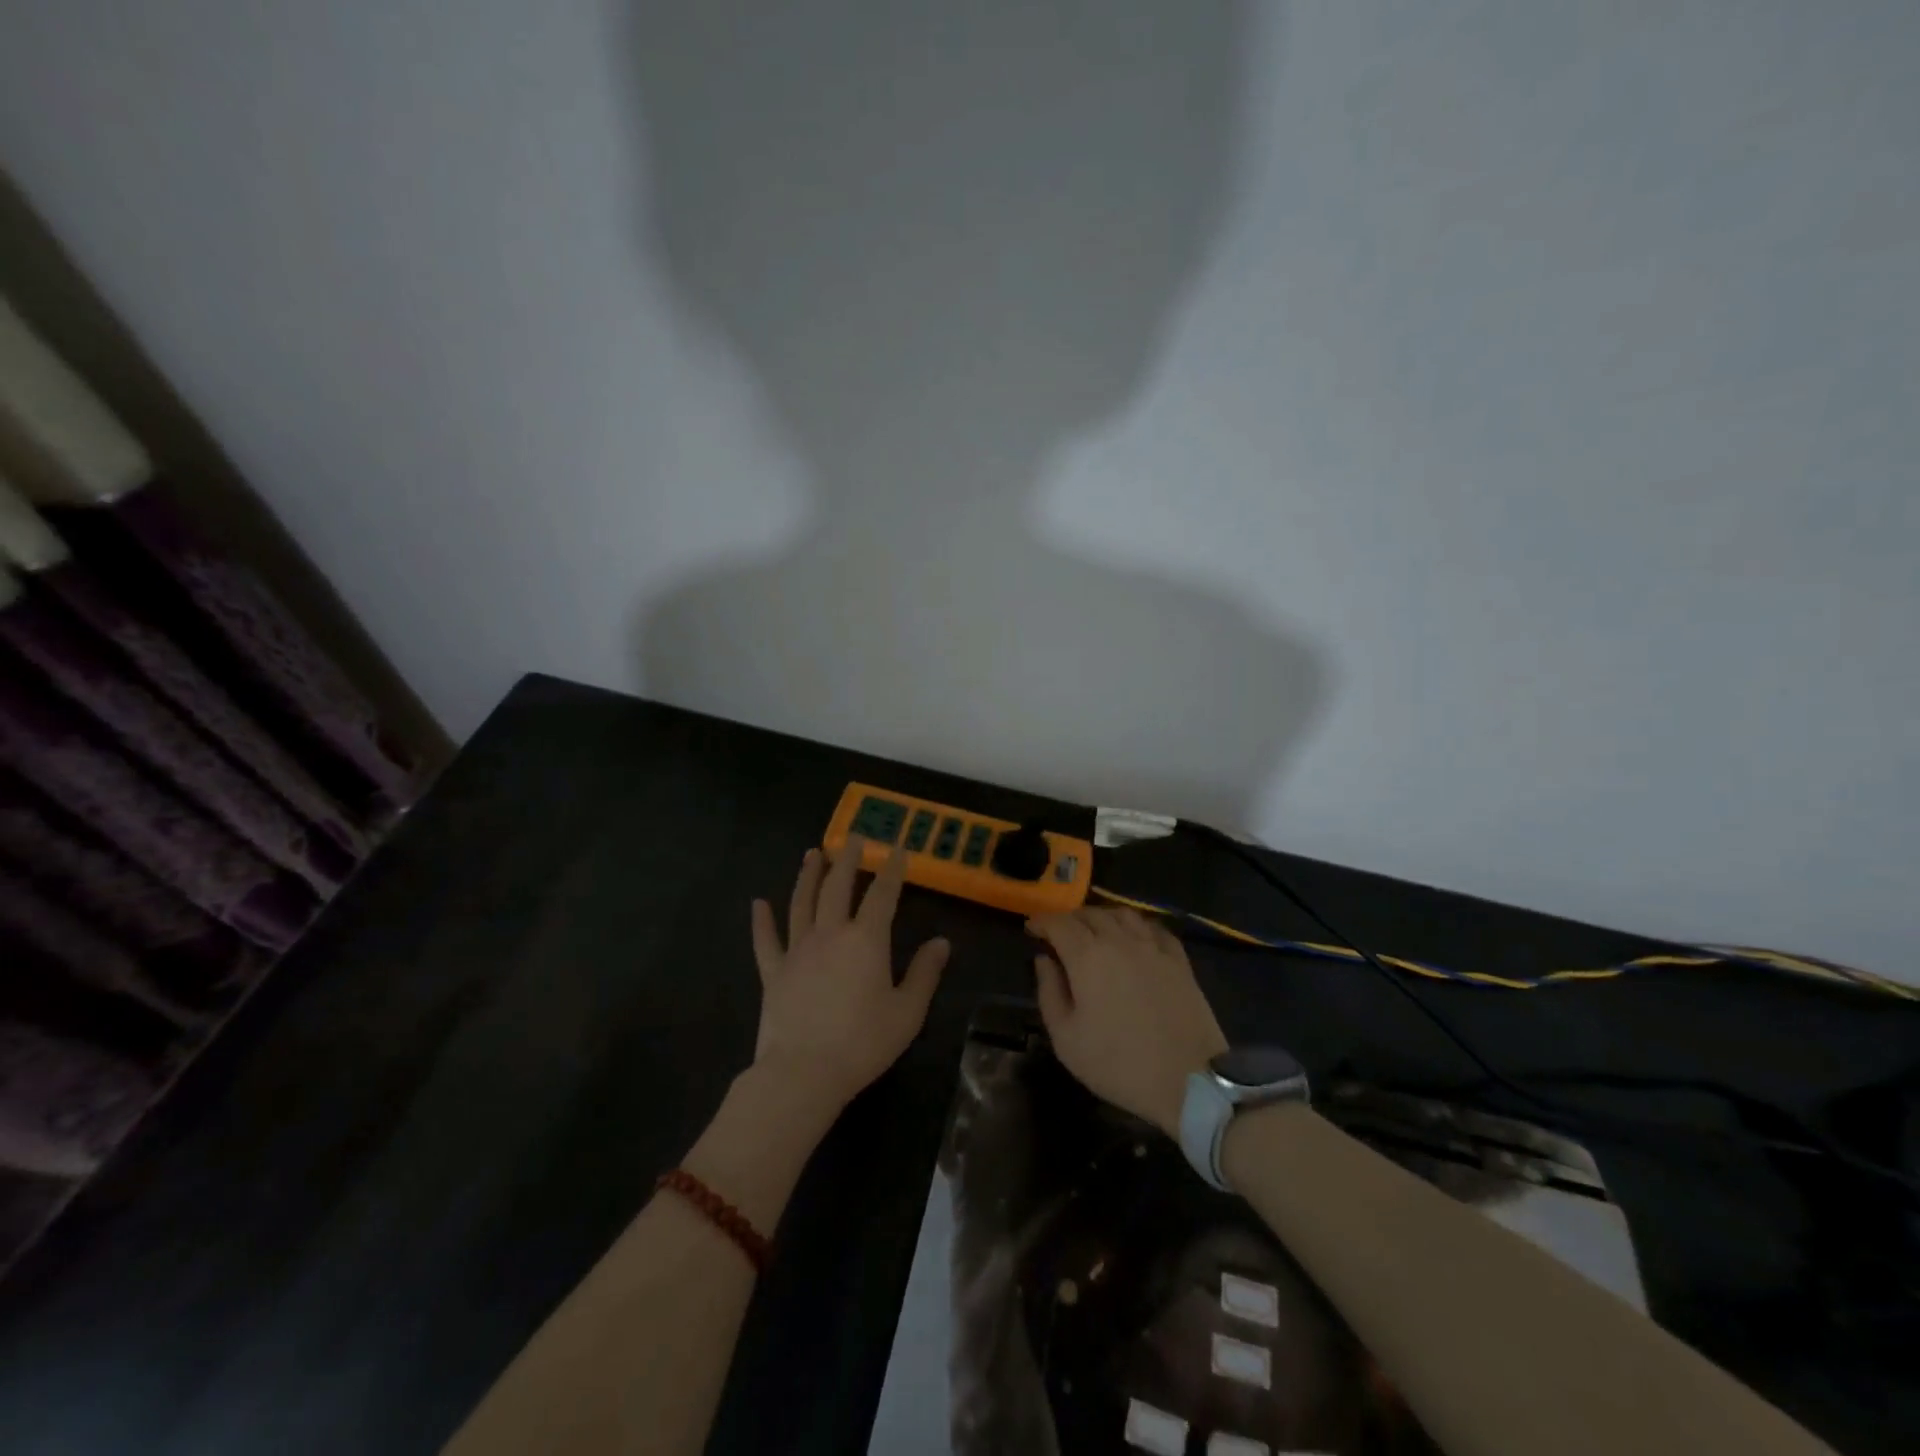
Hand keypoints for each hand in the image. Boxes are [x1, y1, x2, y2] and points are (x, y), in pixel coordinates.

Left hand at [750, 837, 949, 1119]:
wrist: (804, 1073)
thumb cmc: (863, 1043)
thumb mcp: (907, 1012)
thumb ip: (925, 973)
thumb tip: (942, 942)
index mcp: (866, 940)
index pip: (883, 894)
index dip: (893, 869)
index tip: (897, 848)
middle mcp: (830, 934)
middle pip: (838, 886)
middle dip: (848, 859)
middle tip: (852, 837)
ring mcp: (797, 950)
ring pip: (802, 903)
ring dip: (808, 875)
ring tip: (812, 853)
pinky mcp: (773, 972)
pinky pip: (765, 941)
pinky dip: (761, 921)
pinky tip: (758, 903)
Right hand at [1028, 907, 1226, 1138]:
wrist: (1189, 1080)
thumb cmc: (1119, 1064)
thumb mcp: (1066, 1039)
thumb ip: (1049, 992)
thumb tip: (1044, 960)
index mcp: (1087, 956)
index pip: (1058, 923)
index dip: (1041, 922)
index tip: (1031, 930)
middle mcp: (1119, 941)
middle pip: (1089, 913)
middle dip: (1069, 919)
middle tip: (1059, 935)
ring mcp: (1153, 947)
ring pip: (1122, 915)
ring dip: (1101, 917)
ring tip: (1094, 932)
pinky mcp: (1179, 960)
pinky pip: (1154, 928)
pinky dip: (1136, 926)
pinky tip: (1134, 938)